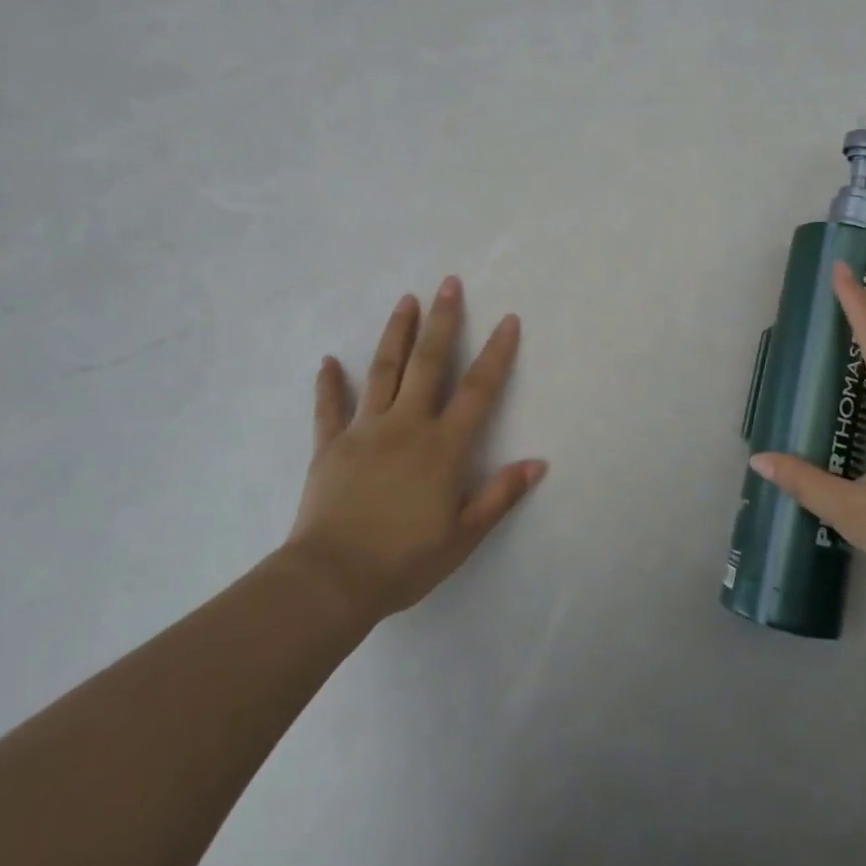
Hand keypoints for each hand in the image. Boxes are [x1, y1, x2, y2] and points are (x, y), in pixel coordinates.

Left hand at [281, 277, 545, 623]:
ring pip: (382, 370)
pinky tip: (328, 360)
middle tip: (449, 283)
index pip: (478, 389)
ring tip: (406, 300)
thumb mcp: (463, 536)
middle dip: (442, 320)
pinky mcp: (330, 446)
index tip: (508, 319)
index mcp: (442, 447)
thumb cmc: (404, 561)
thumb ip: (500, 495)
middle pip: (427, 363)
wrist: (330, 582)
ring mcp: (364, 431)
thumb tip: (537, 462)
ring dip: (396, 333)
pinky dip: (329, 383)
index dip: (497, 353)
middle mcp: (406, 426)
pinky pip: (329, 408)